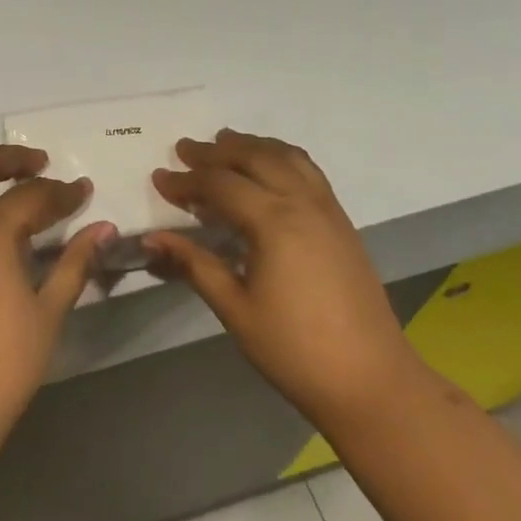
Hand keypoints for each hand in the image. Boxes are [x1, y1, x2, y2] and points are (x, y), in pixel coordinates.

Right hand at [147, 130, 429, 429]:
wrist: (369, 378)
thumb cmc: (293, 349)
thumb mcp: (235, 308)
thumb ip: (194, 265)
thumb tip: (152, 238)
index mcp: (274, 222)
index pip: (221, 186)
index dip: (186, 181)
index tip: (158, 178)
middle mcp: (303, 203)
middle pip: (255, 158)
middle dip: (217, 151)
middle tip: (185, 149)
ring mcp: (328, 210)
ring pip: (288, 157)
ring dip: (254, 145)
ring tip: (226, 142)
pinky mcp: (342, 224)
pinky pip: (309, 172)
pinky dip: (282, 158)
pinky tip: (270, 169)